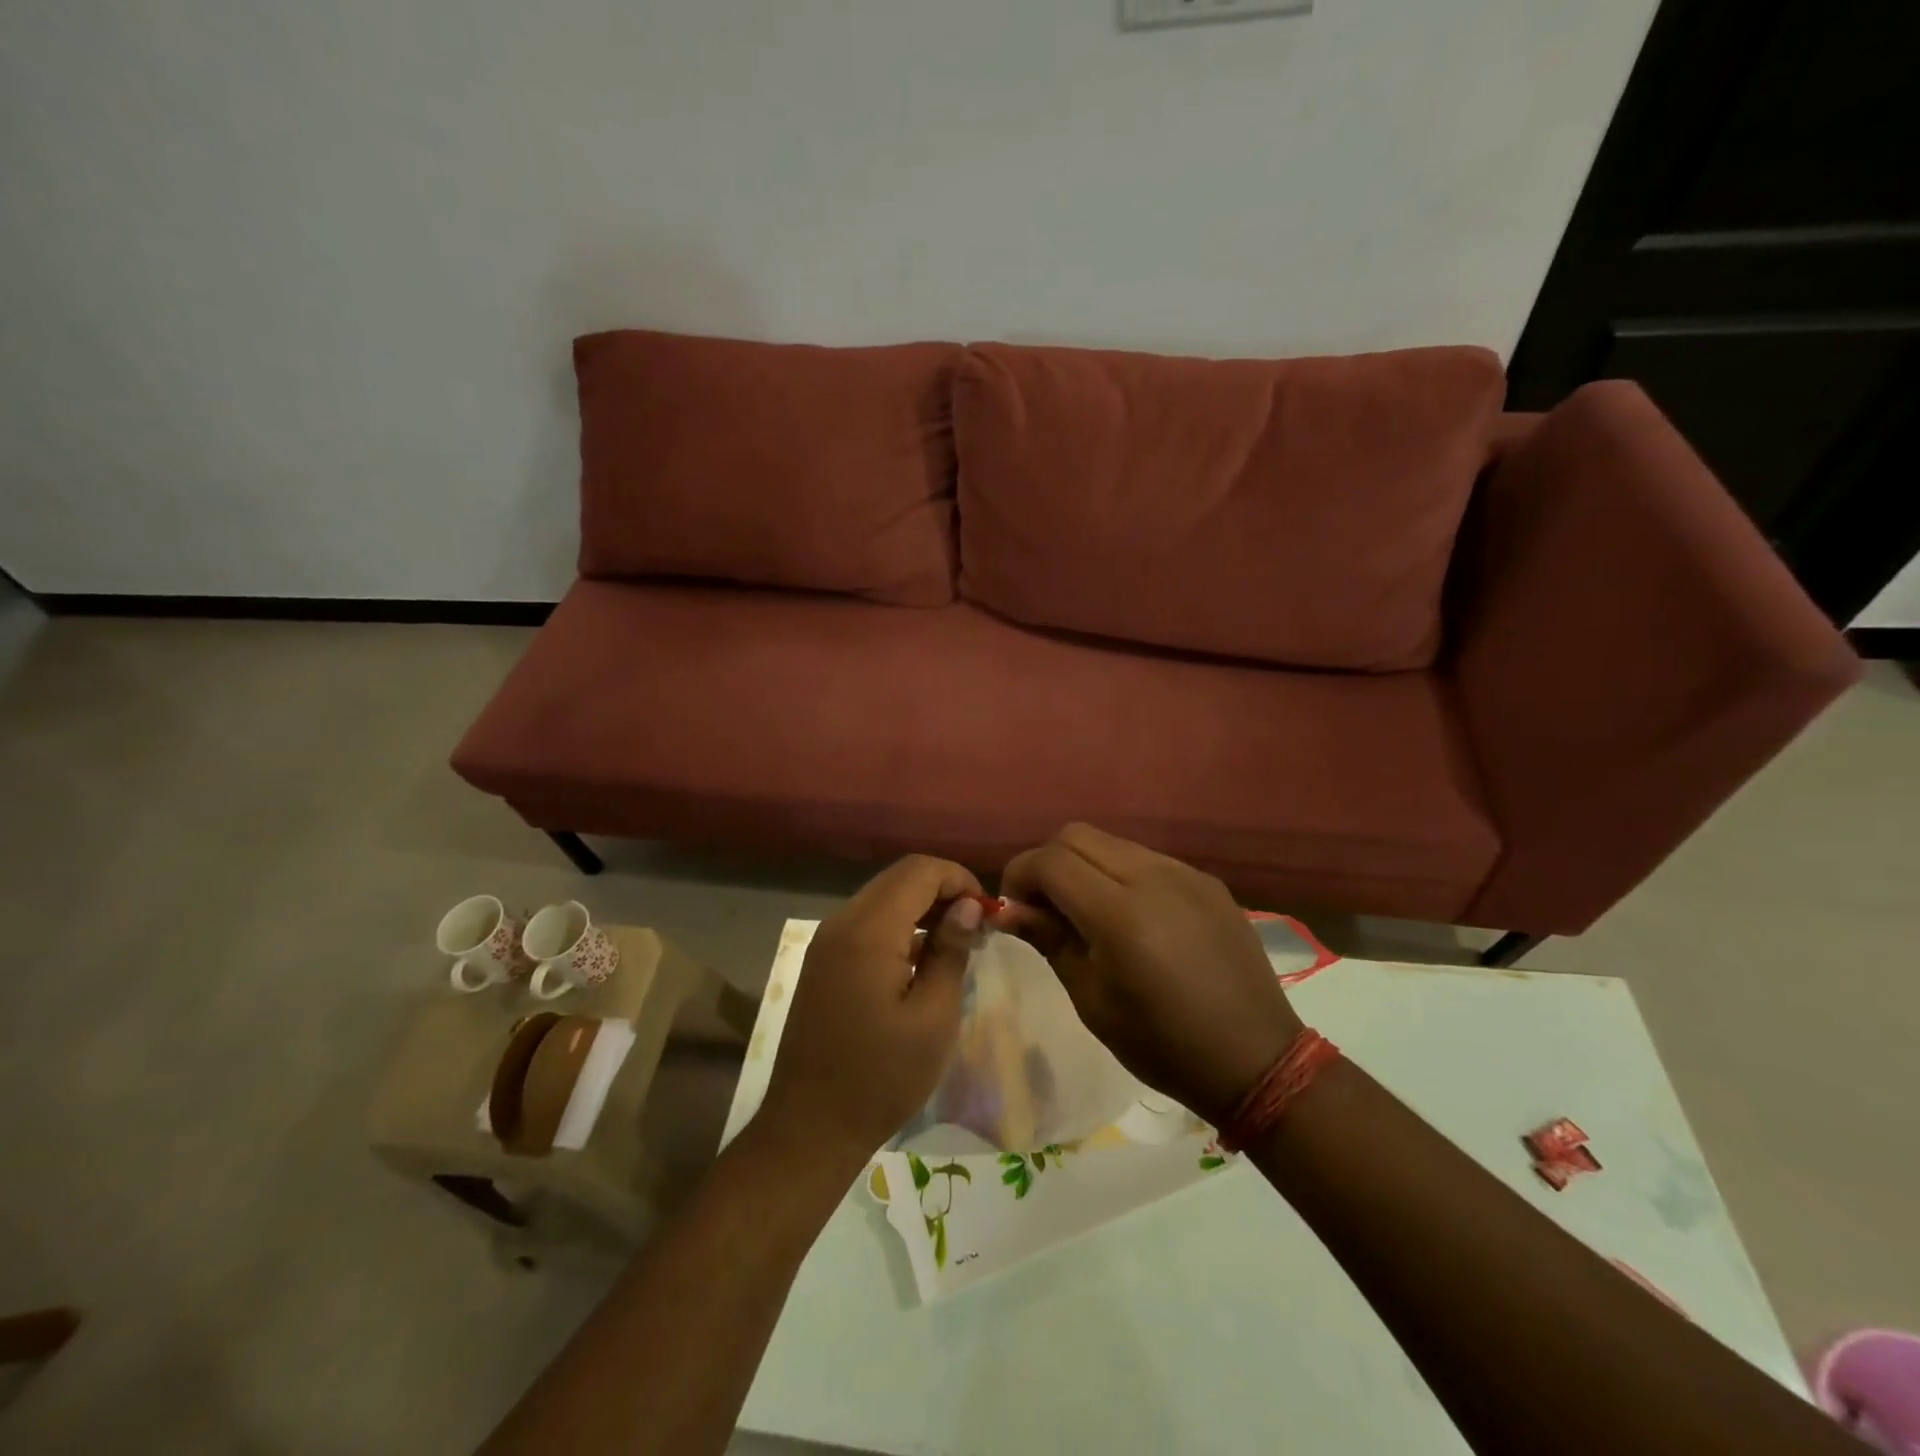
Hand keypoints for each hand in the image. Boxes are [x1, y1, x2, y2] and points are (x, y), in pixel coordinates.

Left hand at [758, 856, 983, 1168]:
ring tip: (955, 942)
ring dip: (921, 906)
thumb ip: (951, 951)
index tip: (988, 912)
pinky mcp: (822, 960)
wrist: (809, 1127)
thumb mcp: (934, 1017)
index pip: (919, 871)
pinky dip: (898, 925)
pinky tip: (920, 959)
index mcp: (869, 931)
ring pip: (882, 897)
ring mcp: (826, 940)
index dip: (959, 879)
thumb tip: (967, 905)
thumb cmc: (882, 1077)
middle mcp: (842, 922)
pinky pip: (866, 922)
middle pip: (899, 878)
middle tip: (977, 926)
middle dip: (942, 889)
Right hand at [996, 824, 1301, 1126]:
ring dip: (1085, 865)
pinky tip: (1132, 917)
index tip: (1014, 907)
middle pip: (1077, 835)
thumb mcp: (1092, 1000)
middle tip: (1044, 906)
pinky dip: (1122, 874)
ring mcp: (1185, 873)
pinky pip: (1148, 859)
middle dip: (1048, 862)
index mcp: (1120, 914)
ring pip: (1113, 843)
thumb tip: (1008, 910)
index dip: (1019, 875)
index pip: (1050, 861)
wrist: (1256, 1059)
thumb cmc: (1162, 1044)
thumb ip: (1050, 940)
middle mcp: (1153, 877)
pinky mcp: (1207, 881)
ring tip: (1086, 911)